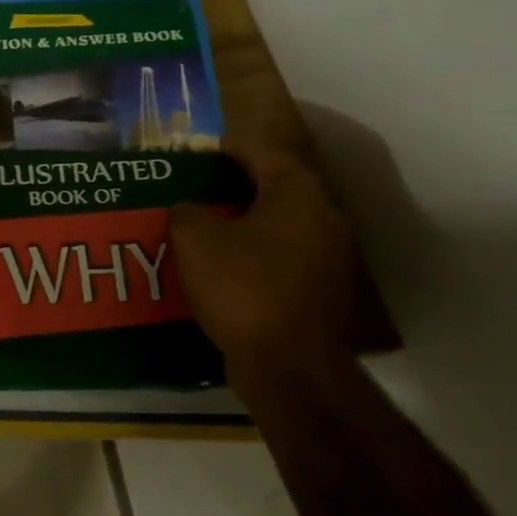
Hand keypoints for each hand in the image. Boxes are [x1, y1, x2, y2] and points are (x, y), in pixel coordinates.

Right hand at [170, 140, 358, 374]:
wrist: (289, 367)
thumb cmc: (242, 287)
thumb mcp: (194, 239)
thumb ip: (186, 211)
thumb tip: (189, 209)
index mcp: (297, 194)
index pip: (263, 152)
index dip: (229, 148)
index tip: (201, 151)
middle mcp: (324, 219)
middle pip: (276, 189)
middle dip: (236, 188)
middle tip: (196, 190)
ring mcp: (330, 260)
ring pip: (280, 227)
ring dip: (245, 224)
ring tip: (204, 229)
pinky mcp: (322, 294)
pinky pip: (282, 260)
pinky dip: (255, 256)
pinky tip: (224, 269)